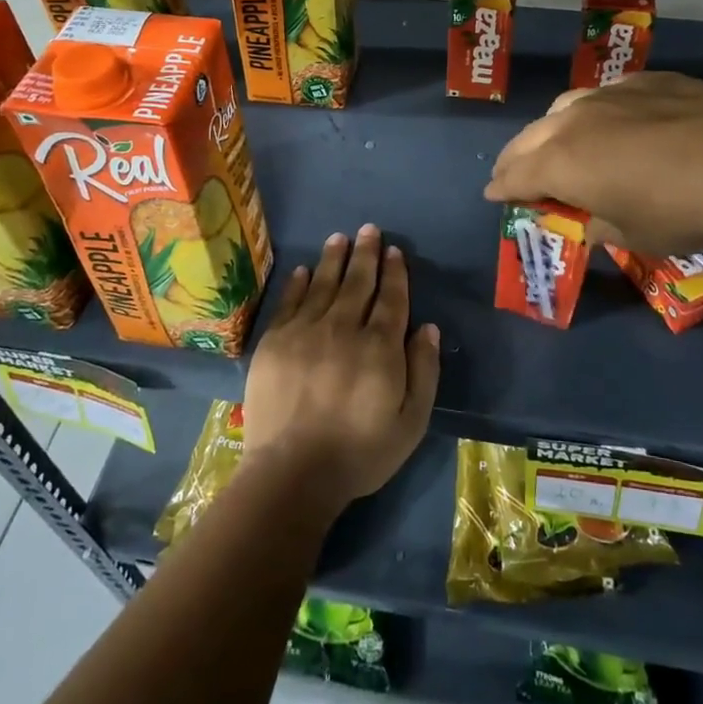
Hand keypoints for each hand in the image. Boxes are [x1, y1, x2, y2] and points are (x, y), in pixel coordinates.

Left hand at [241, 224, 441, 507]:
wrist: (292, 472)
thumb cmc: (360, 453)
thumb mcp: (411, 422)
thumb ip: (423, 371)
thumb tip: (427, 327)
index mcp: (380, 347)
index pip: (391, 298)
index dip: (394, 273)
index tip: (395, 252)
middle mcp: (343, 328)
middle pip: (357, 282)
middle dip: (366, 254)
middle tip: (369, 230)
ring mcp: (305, 331)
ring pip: (323, 284)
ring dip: (334, 259)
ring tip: (340, 238)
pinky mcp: (275, 341)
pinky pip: (290, 302)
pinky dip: (298, 283)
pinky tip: (304, 270)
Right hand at [484, 71, 702, 255]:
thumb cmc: (683, 210)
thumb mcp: (634, 234)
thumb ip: (597, 225)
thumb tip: (586, 221)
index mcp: (561, 163)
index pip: (515, 176)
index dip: (501, 189)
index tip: (493, 195)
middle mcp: (574, 120)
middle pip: (529, 138)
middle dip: (516, 159)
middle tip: (512, 173)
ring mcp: (610, 93)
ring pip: (563, 108)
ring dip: (551, 131)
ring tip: (558, 144)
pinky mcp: (645, 79)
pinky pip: (605, 95)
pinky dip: (594, 113)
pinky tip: (612, 122)